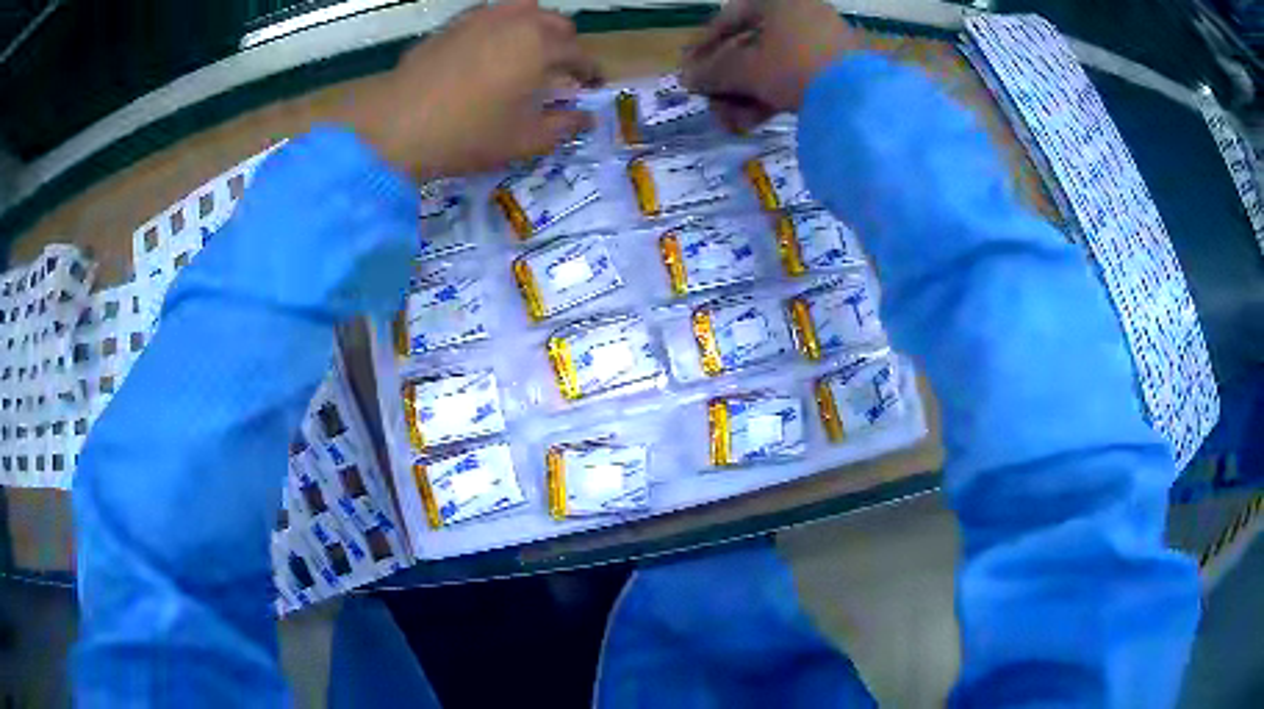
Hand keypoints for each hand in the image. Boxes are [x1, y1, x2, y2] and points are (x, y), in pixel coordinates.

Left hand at [352, 0, 601, 180]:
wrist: (396, 126)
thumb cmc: (466, 135)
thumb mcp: (522, 140)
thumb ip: (562, 126)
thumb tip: (587, 118)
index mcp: (541, 47)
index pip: (579, 54)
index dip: (590, 71)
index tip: (593, 85)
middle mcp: (516, 22)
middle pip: (556, 23)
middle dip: (566, 44)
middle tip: (561, 70)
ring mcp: (481, 18)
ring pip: (524, 9)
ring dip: (536, 27)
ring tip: (529, 51)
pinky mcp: (453, 25)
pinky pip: (490, 13)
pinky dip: (503, 25)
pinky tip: (492, 47)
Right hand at [681, 0, 862, 132]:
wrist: (860, 99)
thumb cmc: (794, 67)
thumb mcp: (746, 69)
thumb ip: (713, 71)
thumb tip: (686, 78)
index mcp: (779, 2)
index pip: (730, 17)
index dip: (705, 44)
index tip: (689, 67)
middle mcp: (802, 15)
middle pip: (751, 47)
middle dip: (727, 80)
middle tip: (710, 103)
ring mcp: (823, 43)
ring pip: (772, 67)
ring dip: (745, 94)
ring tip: (730, 122)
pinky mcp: (838, 70)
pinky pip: (795, 77)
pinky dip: (772, 97)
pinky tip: (752, 121)